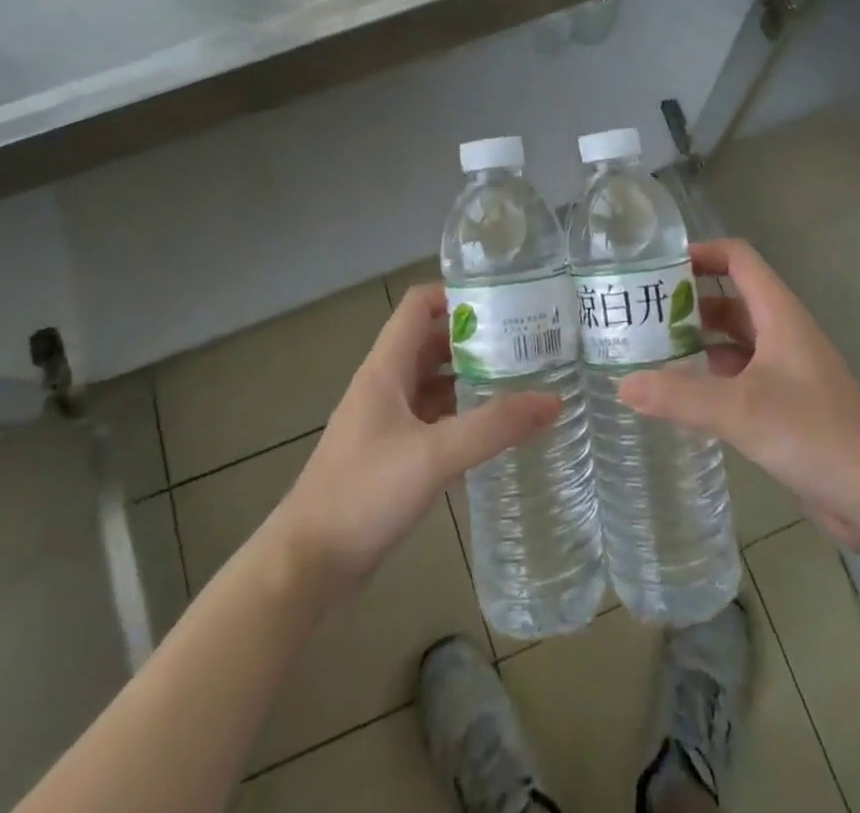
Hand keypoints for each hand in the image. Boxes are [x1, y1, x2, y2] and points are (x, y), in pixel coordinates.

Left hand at [265, 284, 560, 597]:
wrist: (306, 565)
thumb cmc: (363, 493)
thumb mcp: (434, 455)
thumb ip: (494, 427)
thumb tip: (552, 400)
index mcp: (386, 368)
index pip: (418, 305)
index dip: (457, 294)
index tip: (504, 302)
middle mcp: (385, 386)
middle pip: (432, 342)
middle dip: (476, 339)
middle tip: (526, 344)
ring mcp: (386, 422)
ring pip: (434, 383)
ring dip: (471, 379)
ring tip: (521, 383)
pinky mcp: (391, 455)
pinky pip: (433, 421)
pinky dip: (461, 418)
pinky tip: (494, 434)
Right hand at [618, 239, 859, 552]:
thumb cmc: (814, 433)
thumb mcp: (740, 409)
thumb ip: (680, 395)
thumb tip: (622, 384)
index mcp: (778, 313)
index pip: (738, 258)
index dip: (700, 252)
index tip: (656, 267)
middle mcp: (781, 332)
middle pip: (729, 298)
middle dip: (687, 301)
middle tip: (638, 314)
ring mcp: (784, 369)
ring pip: (732, 340)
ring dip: (696, 341)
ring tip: (648, 351)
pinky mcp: (784, 404)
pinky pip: (738, 376)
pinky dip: (709, 376)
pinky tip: (679, 394)